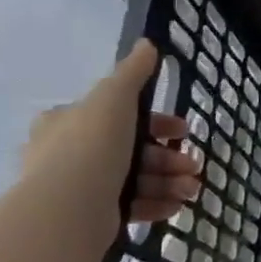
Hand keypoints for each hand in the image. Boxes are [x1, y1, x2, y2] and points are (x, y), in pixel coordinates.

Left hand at [19, 41, 201, 233]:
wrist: (67, 210)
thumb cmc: (91, 146)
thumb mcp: (113, 98)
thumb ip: (133, 73)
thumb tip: (147, 44)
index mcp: (68, 122)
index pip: (118, 115)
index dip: (156, 121)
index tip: (183, 130)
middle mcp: (68, 154)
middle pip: (131, 150)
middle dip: (169, 157)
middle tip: (193, 165)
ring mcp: (78, 188)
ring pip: (134, 179)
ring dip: (168, 181)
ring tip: (190, 190)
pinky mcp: (88, 218)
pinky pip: (128, 207)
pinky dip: (154, 204)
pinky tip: (175, 206)